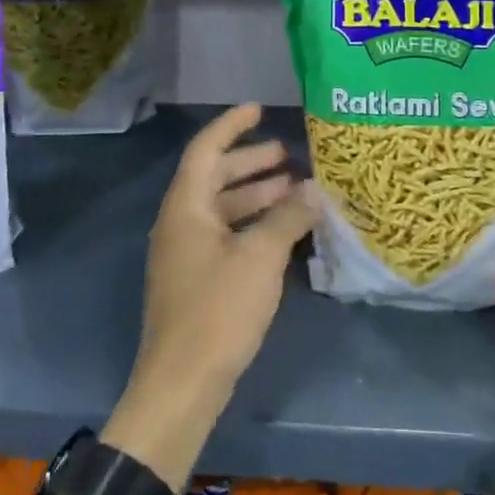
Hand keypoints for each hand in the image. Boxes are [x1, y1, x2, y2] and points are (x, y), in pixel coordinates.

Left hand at [105, 105, 316, 488]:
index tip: (259, 109)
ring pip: (223, 209)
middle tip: (289, 155)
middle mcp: (180, 223)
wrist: (182, 385)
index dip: (231, 126)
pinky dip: (253, 225)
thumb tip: (313, 190)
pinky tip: (284, 232)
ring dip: (256, 196)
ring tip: (296, 191)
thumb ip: (288, 217)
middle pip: (215, 178)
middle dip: (251, 163)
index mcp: (186, 207)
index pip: (205, 150)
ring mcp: (186, 254)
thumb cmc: (218, 310)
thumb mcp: (260, 257)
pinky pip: (226, 236)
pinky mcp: (197, 281)